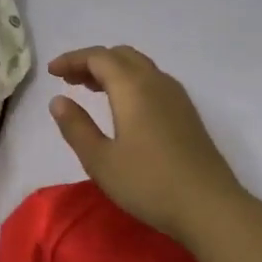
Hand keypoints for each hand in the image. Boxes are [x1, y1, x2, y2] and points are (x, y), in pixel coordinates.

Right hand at [47, 45, 244, 246]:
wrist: (209, 206)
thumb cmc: (148, 183)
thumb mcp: (100, 160)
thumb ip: (76, 127)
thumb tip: (58, 100)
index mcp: (133, 87)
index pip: (98, 57)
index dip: (73, 59)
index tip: (51, 72)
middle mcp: (156, 82)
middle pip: (121, 55)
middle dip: (92, 62)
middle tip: (69, 80)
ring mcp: (177, 97)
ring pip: (140, 67)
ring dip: (113, 70)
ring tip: (91, 90)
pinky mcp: (187, 113)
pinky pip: (153, 82)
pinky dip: (130, 82)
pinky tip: (123, 107)